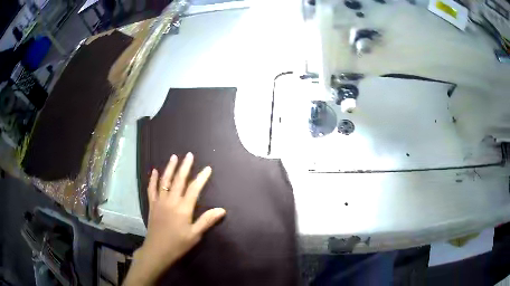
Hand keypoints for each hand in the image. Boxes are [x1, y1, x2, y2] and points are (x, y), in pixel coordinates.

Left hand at [123, 153, 225, 284]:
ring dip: (169, 168)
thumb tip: (222, 209)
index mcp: (183, 208)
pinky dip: (153, 179)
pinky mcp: (152, 205)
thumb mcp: (195, 235)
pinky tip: (154, 171)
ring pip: (165, 181)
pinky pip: (151, 189)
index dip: (201, 178)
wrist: (157, 250)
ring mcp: (160, 202)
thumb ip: (207, 221)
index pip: (194, 189)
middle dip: (185, 167)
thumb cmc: (178, 244)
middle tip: (189, 155)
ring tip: (174, 157)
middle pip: (179, 180)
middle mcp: (171, 201)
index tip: (207, 168)